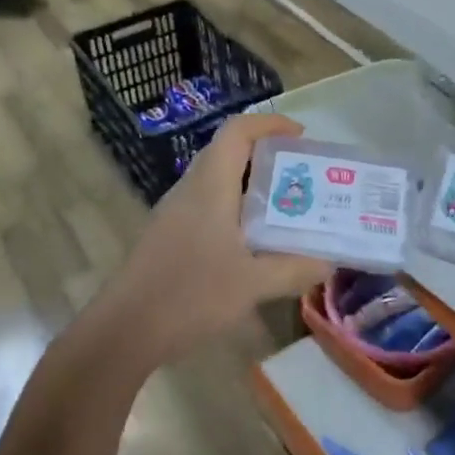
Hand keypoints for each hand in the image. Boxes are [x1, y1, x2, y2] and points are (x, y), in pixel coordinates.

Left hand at [89, 114, 328, 366]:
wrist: (125, 330)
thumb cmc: (190, 295)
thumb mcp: (252, 284)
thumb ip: (294, 269)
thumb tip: (329, 263)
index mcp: (210, 185)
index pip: (237, 131)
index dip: (270, 124)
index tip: (301, 136)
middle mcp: (190, 189)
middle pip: (228, 152)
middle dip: (267, 155)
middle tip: (302, 175)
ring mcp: (175, 212)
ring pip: (217, 180)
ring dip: (251, 184)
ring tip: (286, 206)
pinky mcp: (169, 234)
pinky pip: (207, 204)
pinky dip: (235, 208)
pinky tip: (253, 241)